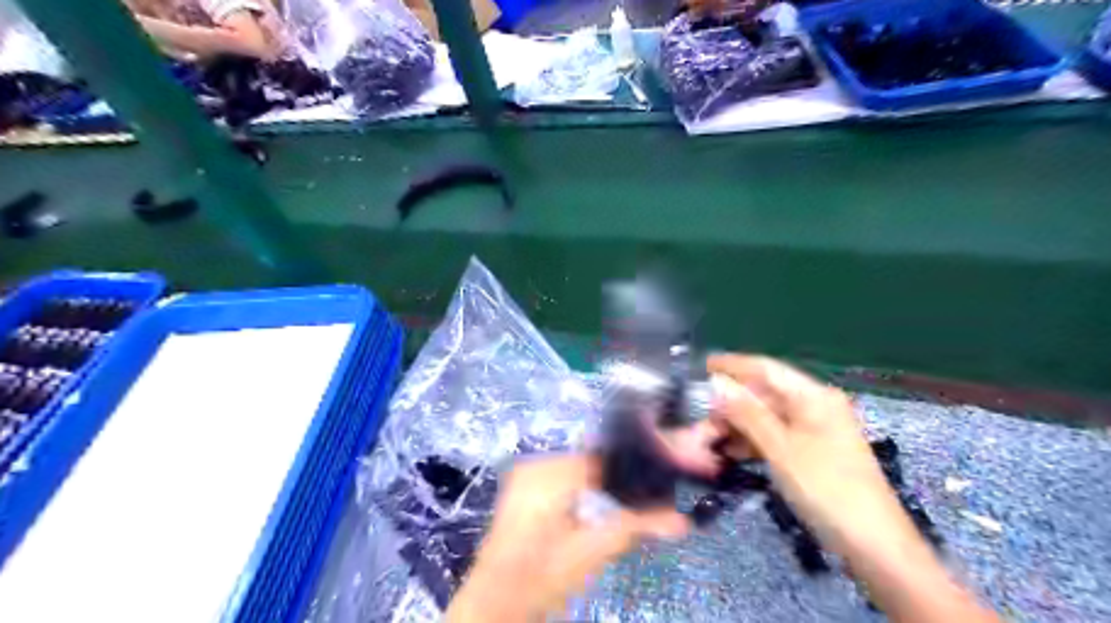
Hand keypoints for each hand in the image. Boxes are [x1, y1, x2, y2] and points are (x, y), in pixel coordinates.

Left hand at [445, 452, 692, 622]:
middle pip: (591, 461)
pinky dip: (579, 488)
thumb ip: (634, 526)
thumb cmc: (543, 575)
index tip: (655, 487)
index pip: (604, 458)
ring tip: (616, 509)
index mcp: (551, 472)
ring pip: (577, 468)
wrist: (497, 599)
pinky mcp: (521, 485)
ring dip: (599, 485)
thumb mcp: (592, 551)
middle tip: (639, 503)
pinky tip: (588, 510)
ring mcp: (526, 473)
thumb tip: (680, 519)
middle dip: (617, 480)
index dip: (632, 471)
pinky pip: (561, 475)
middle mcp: (537, 463)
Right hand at [711, 356, 919, 559]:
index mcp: (813, 396)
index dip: (732, 365)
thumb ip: (746, 413)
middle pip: (764, 393)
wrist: (873, 544)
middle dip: (730, 402)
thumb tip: (716, 382)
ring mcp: (815, 430)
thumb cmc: (825, 488)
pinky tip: (730, 452)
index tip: (700, 365)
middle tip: (698, 415)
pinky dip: (752, 441)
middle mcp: (814, 406)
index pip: (766, 369)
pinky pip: (775, 436)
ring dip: (738, 424)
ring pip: (767, 417)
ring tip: (706, 437)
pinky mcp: (812, 452)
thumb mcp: (780, 448)